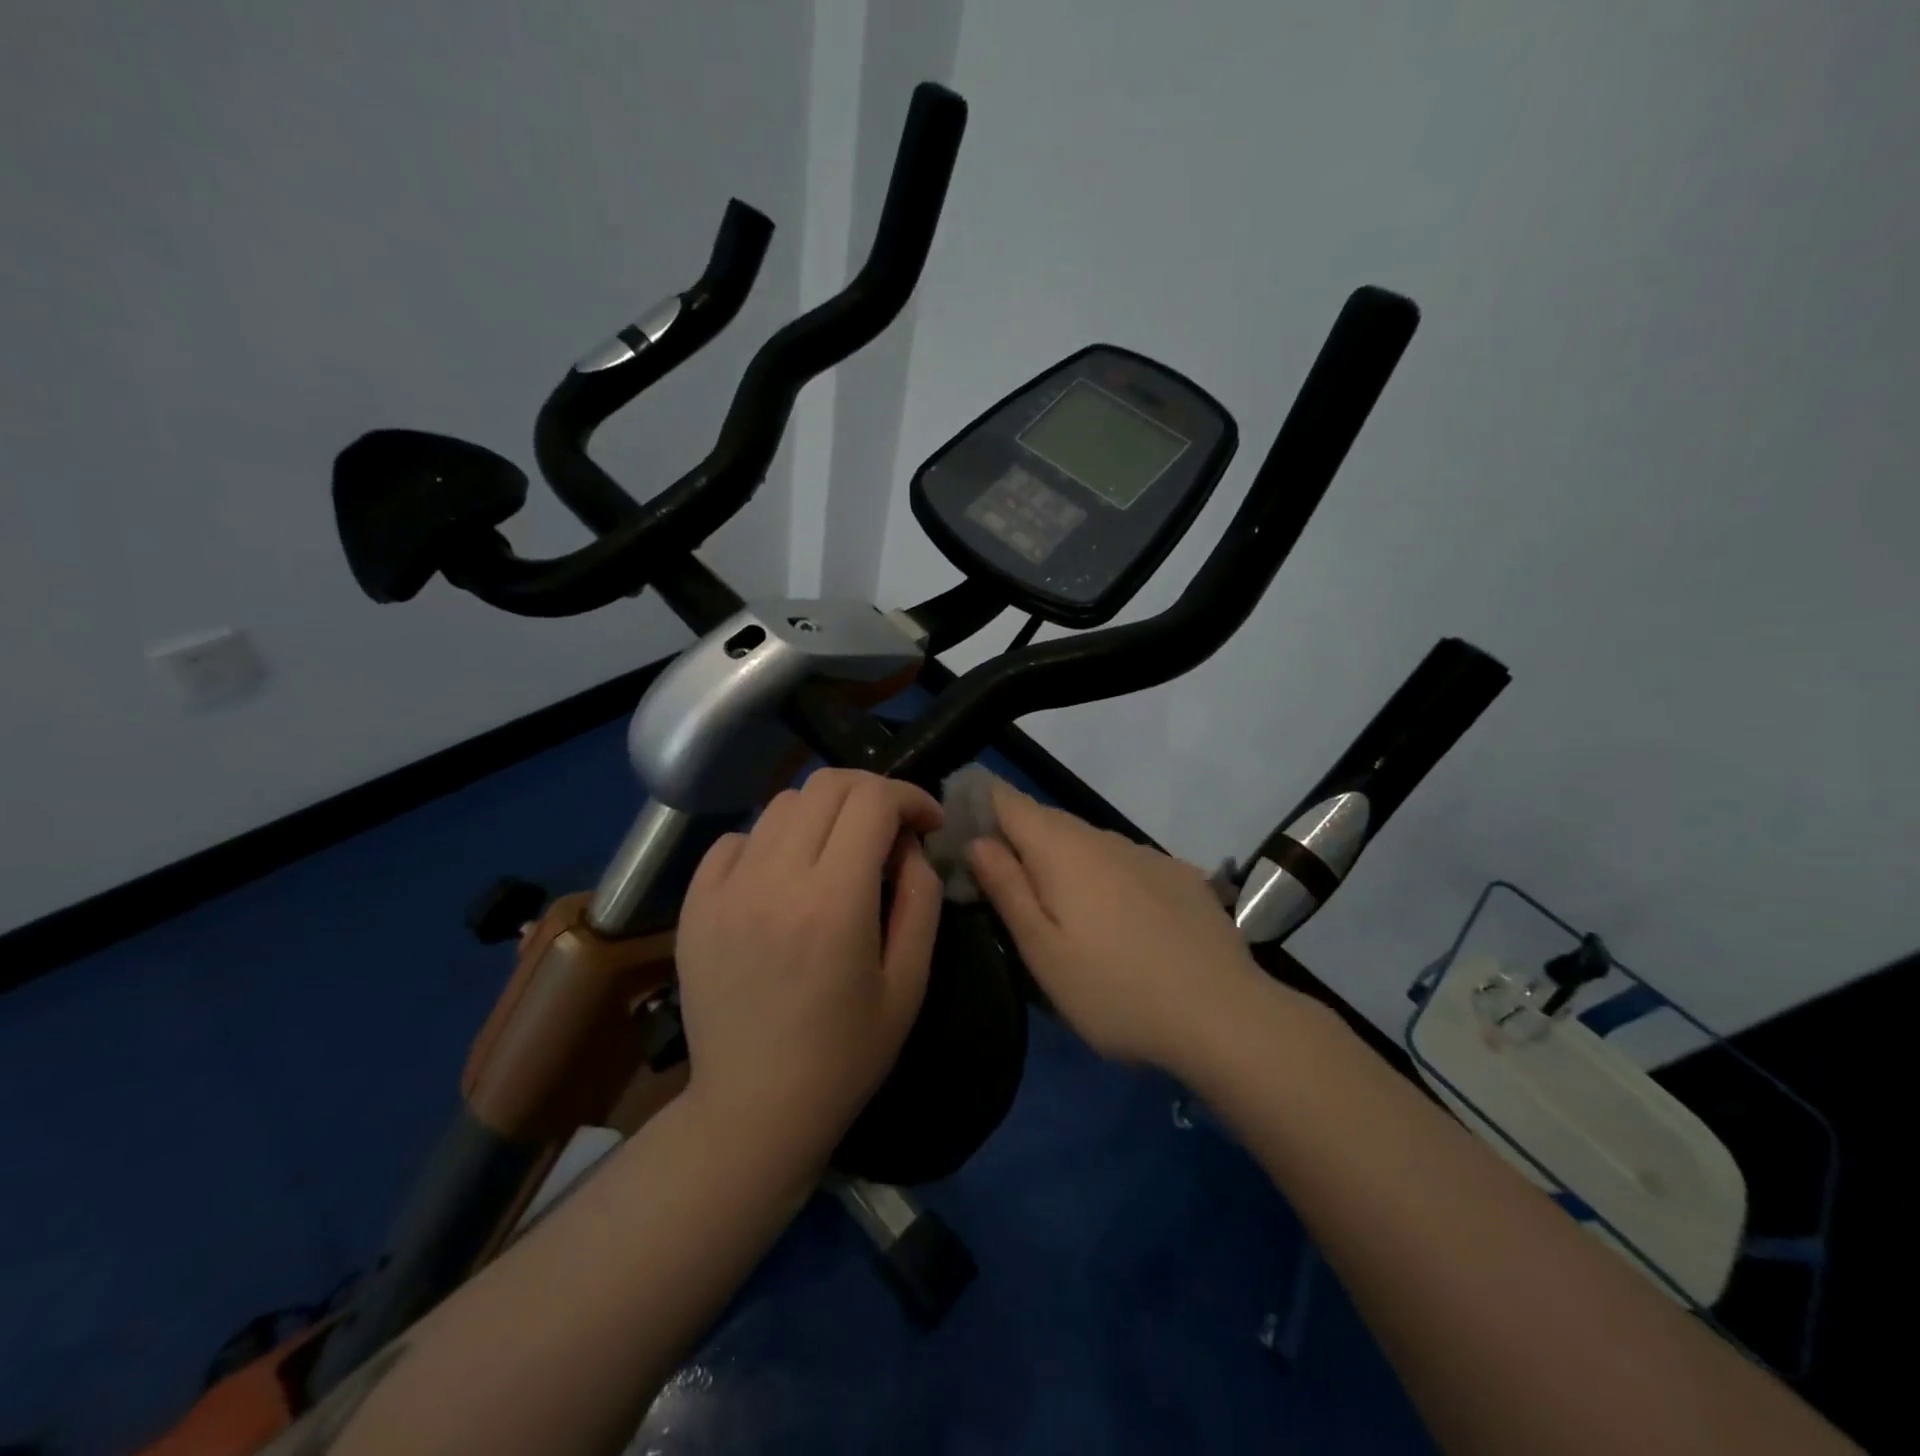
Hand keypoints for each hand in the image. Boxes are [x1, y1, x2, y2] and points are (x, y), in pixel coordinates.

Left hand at [674, 769, 944, 1176]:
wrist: (753, 1109)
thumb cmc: (845, 1054)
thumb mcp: (910, 982)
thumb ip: (921, 898)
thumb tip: (909, 844)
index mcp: (834, 902)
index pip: (873, 800)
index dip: (910, 796)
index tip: (928, 822)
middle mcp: (774, 880)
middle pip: (827, 785)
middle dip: (872, 792)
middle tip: (891, 828)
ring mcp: (725, 889)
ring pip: (783, 803)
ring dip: (825, 812)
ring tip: (840, 851)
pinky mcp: (695, 904)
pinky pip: (737, 838)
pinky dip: (773, 839)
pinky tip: (786, 877)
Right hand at [967, 779, 1262, 1072]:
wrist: (1223, 1015)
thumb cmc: (1113, 990)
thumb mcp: (1042, 950)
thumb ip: (1006, 887)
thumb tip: (978, 840)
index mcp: (1061, 849)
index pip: (1009, 801)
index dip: (981, 804)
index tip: (961, 829)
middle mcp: (1103, 837)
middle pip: (1048, 821)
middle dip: (1020, 840)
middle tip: (1004, 885)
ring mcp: (1146, 854)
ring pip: (1089, 843)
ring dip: (1065, 861)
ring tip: (1063, 911)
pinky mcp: (1180, 875)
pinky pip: (1126, 863)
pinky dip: (1107, 878)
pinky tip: (1120, 922)